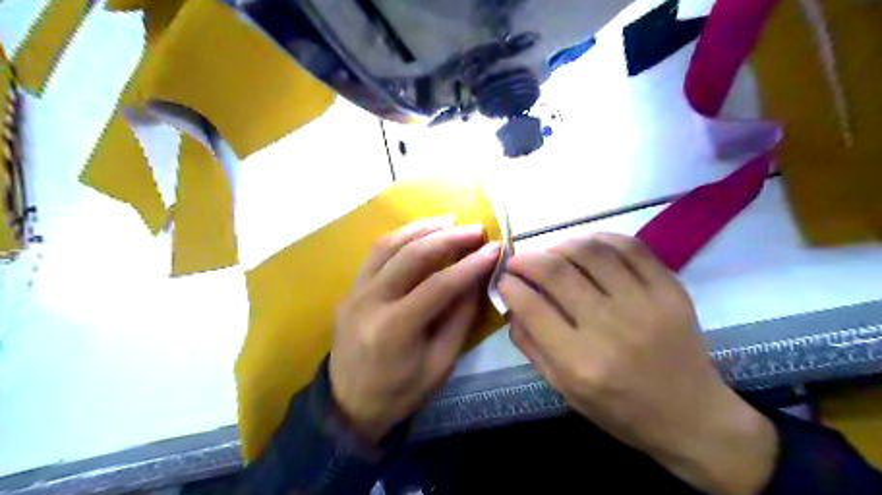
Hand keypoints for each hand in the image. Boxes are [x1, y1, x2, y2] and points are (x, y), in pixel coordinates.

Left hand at [328, 218, 498, 443]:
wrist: (348, 404)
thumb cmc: (399, 392)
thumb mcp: (440, 364)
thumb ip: (459, 319)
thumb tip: (476, 279)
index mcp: (393, 329)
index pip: (438, 285)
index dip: (470, 265)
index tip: (494, 249)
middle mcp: (369, 301)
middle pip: (411, 256)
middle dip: (448, 238)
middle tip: (475, 229)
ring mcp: (355, 291)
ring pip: (388, 245)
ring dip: (421, 228)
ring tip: (449, 220)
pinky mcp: (351, 288)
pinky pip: (376, 253)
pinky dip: (401, 237)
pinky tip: (420, 232)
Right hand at [499, 232, 774, 494]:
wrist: (691, 416)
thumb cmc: (619, 409)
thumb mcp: (563, 389)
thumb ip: (531, 345)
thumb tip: (511, 305)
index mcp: (580, 361)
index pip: (531, 306)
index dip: (509, 285)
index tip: (503, 279)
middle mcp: (610, 328)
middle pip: (557, 272)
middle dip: (527, 259)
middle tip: (518, 260)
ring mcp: (644, 304)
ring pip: (590, 252)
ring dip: (560, 245)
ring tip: (551, 253)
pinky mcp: (669, 290)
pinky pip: (630, 247)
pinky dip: (601, 239)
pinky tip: (587, 246)